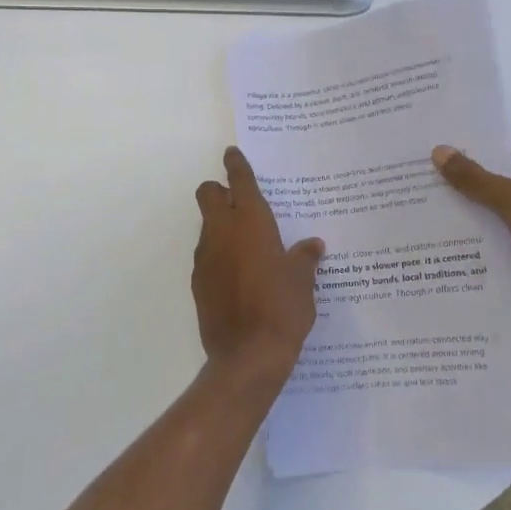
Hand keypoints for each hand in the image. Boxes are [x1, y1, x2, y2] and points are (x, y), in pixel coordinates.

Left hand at [192, 148, 324, 387]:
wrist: (248, 355)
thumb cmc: (282, 308)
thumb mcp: (303, 280)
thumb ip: (304, 258)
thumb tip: (312, 246)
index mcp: (251, 222)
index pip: (239, 181)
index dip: (236, 164)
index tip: (233, 154)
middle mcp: (222, 232)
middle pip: (207, 193)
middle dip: (219, 190)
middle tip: (240, 201)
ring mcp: (205, 257)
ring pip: (206, 225)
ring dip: (220, 225)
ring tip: (247, 245)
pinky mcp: (198, 282)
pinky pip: (207, 255)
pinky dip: (219, 255)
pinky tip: (239, 275)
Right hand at [430, 147, 510, 330]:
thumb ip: (475, 178)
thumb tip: (438, 150)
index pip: (510, 161)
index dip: (477, 164)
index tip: (441, 170)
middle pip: (509, 189)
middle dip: (475, 195)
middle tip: (433, 196)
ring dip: (483, 223)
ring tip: (440, 224)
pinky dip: (496, 246)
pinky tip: (465, 252)